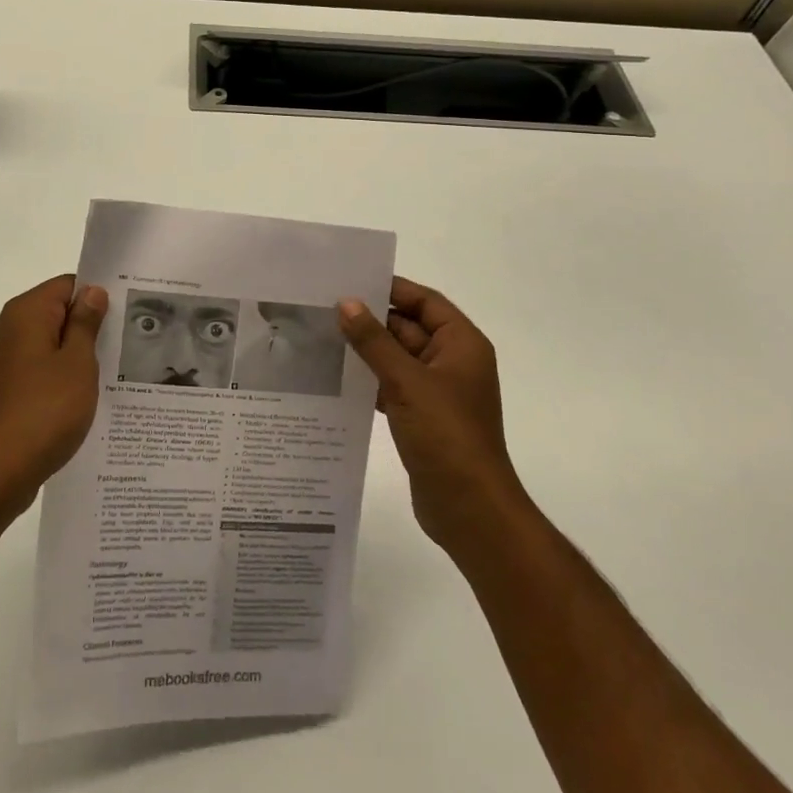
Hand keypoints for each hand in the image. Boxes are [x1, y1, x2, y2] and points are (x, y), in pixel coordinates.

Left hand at [0, 275, 108, 517]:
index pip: (68, 285)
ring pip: (49, 343)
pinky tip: (83, 398)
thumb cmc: (45, 410)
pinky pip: (38, 368)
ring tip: (110, 374)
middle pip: (57, 313)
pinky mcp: (3, 387)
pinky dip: (59, 376)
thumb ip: (86, 323)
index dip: (97, 297)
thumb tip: (92, 291)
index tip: (125, 316)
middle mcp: (8, 328)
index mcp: (25, 313)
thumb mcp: (78, 363)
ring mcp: (2, 359)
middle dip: (89, 327)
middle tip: (124, 346)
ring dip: (76, 355)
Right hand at [339, 277, 526, 556]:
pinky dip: (370, 380)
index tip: (350, 283)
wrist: (470, 509)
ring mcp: (438, 392)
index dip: (391, 289)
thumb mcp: (407, 381)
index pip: (424, 301)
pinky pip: (393, 386)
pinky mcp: (423, 417)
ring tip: (322, 338)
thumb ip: (374, 341)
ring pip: (397, 358)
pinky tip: (337, 378)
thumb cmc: (446, 436)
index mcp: (461, 344)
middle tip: (325, 309)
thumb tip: (347, 303)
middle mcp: (452, 362)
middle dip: (372, 321)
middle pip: (409, 328)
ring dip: (367, 351)